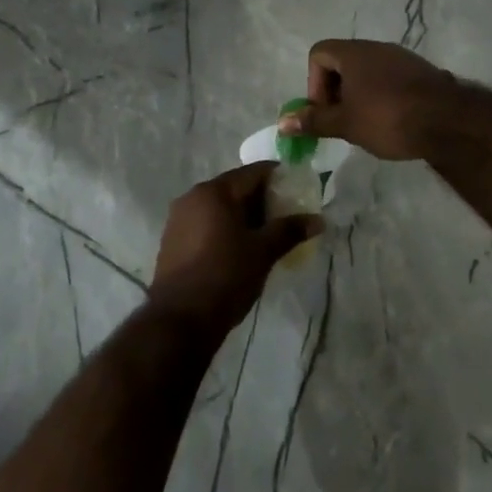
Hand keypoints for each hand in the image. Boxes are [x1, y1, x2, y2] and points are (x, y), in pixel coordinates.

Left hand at [148, 163, 316, 336]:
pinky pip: (205, 223)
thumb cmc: (226, 276)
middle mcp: (193, 196)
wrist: (180, 319)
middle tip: (286, 216)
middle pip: (235, 188)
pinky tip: (240, 248)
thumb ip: (290, 230)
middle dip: (261, 199)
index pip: (253, 172)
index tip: (298, 190)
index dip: (278, 177)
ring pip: (219, 207)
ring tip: (266, 234)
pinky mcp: (173, 240)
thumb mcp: (263, 252)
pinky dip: (225, 228)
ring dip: (243, 215)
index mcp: (214, 191)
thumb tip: (319, 220)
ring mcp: (179, 218)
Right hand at [279, 39, 457, 161]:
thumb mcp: (345, 124)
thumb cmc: (388, 118)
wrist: (449, 122)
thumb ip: (314, 121)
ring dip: (359, 95)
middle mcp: (376, 47)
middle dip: (336, 92)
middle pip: (343, 62)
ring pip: (367, 71)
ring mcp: (402, 58)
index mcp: (354, 53)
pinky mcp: (421, 72)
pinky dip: (382, 96)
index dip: (314, 82)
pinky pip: (390, 79)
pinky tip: (392, 121)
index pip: (319, 53)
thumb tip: (282, 122)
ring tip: (366, 125)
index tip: (325, 110)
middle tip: (342, 121)